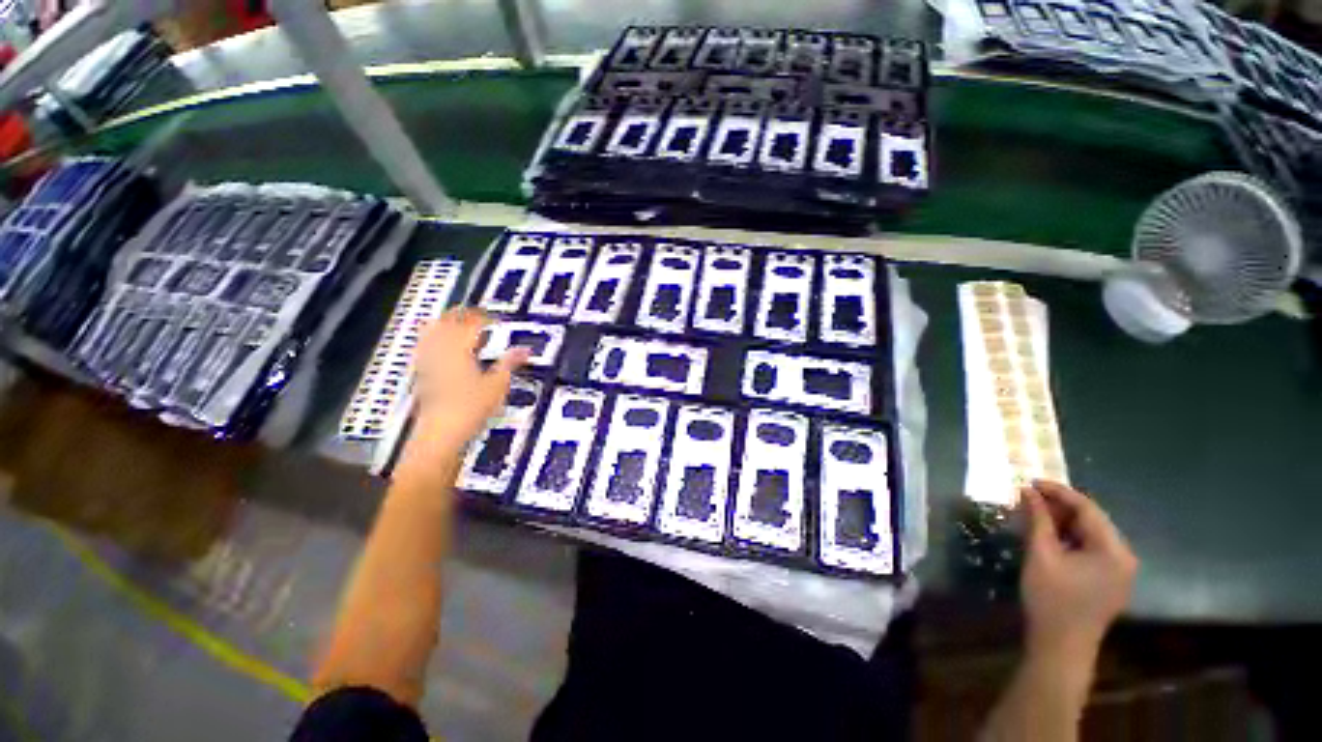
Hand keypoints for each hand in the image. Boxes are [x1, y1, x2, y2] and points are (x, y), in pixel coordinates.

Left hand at [409, 308, 528, 448]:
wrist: (440, 434)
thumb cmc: (469, 409)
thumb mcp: (498, 385)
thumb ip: (510, 363)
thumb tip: (525, 350)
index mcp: (459, 349)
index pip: (471, 323)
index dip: (484, 317)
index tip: (496, 318)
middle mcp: (440, 351)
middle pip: (446, 322)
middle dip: (460, 314)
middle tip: (476, 314)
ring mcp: (428, 363)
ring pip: (431, 332)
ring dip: (444, 324)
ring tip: (456, 324)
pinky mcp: (423, 375)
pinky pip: (425, 348)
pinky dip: (434, 340)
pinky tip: (442, 347)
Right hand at [1020, 480, 1138, 658]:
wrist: (1061, 646)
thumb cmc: (1051, 599)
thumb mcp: (1041, 555)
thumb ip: (1038, 520)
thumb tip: (1028, 490)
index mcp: (1113, 550)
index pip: (1087, 508)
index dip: (1058, 492)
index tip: (1030, 481)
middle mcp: (1124, 556)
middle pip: (1092, 520)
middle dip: (1060, 506)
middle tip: (1029, 497)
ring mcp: (1120, 570)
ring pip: (1091, 534)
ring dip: (1064, 522)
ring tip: (1035, 513)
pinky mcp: (1111, 580)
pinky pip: (1092, 548)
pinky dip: (1071, 538)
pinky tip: (1050, 535)